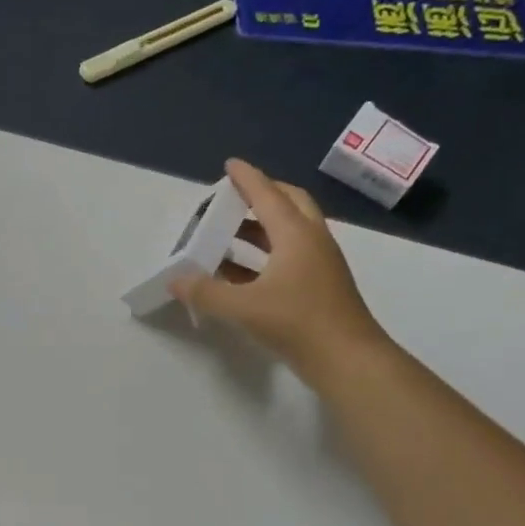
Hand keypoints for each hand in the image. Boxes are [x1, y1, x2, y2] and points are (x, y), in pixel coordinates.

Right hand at [170, 158, 389, 388]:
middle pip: (289, 204)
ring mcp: (319, 264)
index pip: (268, 195)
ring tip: (227, 234)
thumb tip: (176, 281)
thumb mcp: (244, 308)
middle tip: (233, 198)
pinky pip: (288, 257)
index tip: (230, 165)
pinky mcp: (319, 286)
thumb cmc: (298, 323)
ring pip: (289, 232)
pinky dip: (263, 255)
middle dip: (262, 195)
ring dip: (260, 228)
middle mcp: (311, 241)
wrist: (348, 360)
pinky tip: (239, 273)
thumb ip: (206, 293)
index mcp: (296, 235)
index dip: (247, 179)